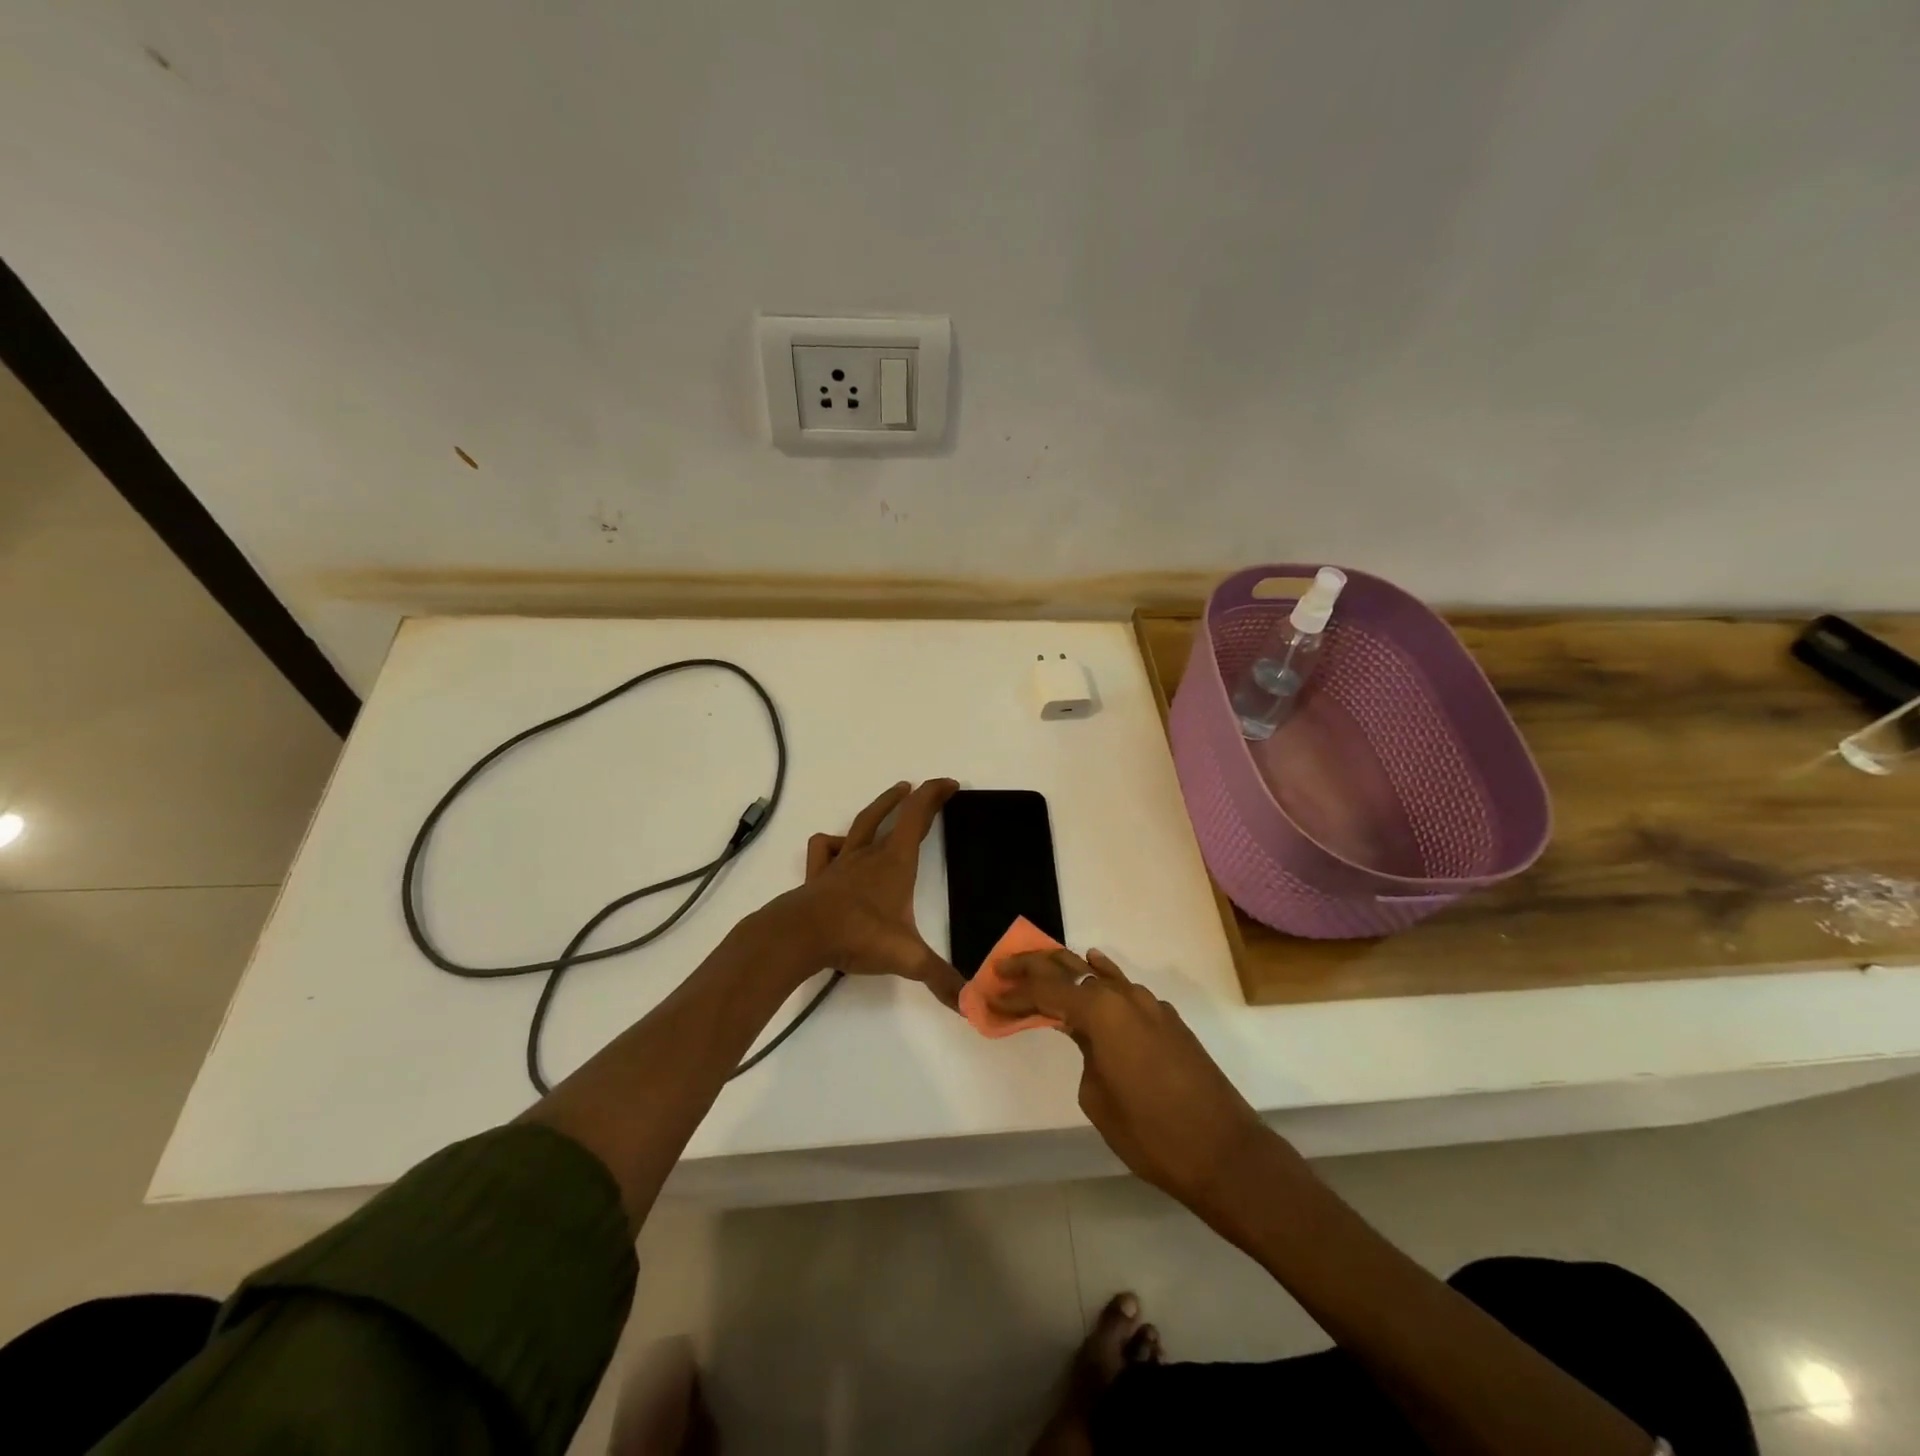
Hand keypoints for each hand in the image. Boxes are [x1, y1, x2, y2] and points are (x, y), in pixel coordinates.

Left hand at [770, 779, 963, 1007]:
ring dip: (880, 807)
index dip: (934, 795)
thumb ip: (941, 979)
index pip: (918, 816)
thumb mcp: (907, 957)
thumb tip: (972, 1005)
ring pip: (861, 823)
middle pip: (895, 815)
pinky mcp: (818, 876)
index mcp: (895, 863)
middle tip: (930, 790)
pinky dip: (834, 843)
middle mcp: (869, 855)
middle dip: (916, 799)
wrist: (800, 935)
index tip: (950, 784)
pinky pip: (825, 848)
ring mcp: (841, 862)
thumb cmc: (858, 935)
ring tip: (894, 794)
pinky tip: (840, 848)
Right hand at [992, 948, 1273, 1219]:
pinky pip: (1125, 989)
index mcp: (1102, 1011)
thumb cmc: (1151, 1133)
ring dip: (1068, 971)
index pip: (1046, 990)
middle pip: (1071, 968)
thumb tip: (1088, 1039)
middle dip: (1035, 966)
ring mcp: (1150, 1005)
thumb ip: (1084, 1053)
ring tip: (1040, 969)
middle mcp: (1125, 996)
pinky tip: (1094, 971)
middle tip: (1004, 967)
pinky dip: (1103, 980)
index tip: (990, 993)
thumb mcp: (1096, 1097)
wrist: (1224, 1152)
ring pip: (1100, 974)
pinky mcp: (1168, 1020)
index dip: (1015, 991)